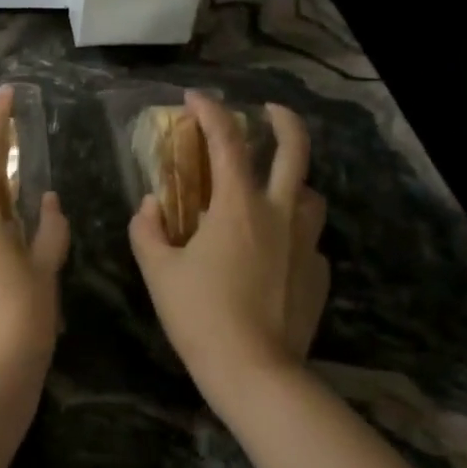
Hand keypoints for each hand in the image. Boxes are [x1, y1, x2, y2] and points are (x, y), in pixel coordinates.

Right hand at [129, 93, 327, 406]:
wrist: (254, 371)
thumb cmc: (199, 315)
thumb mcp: (158, 271)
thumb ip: (148, 230)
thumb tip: (150, 206)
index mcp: (238, 206)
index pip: (226, 140)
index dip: (210, 110)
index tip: (195, 96)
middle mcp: (279, 213)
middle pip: (295, 150)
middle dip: (284, 120)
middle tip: (271, 110)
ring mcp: (305, 244)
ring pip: (310, 195)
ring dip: (293, 182)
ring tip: (272, 191)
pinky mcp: (318, 274)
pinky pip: (308, 241)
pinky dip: (291, 235)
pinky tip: (274, 255)